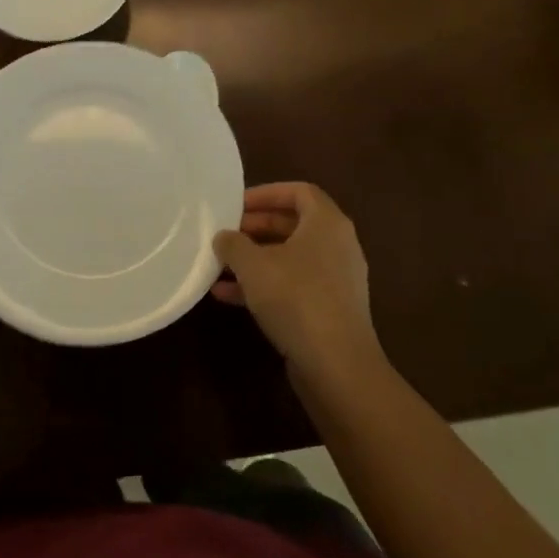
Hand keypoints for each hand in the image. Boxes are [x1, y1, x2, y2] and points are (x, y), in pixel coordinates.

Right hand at [212, 182, 385, 385]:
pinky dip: (265, 284)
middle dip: (256, 227)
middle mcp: (337, 245)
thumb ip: (233, 243)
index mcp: (327, 223)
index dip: (266, 193)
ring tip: (220, 265)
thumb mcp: (253, 265)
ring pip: (290, 257)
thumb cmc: (296, 298)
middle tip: (226, 233)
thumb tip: (224, 236)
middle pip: (293, 224)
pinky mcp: (330, 309)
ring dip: (255, 259)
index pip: (299, 191)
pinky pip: (294, 284)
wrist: (337, 366)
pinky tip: (229, 296)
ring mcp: (336, 279)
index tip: (237, 204)